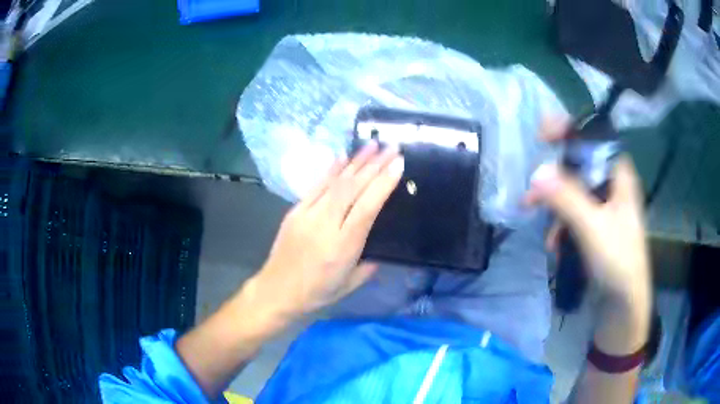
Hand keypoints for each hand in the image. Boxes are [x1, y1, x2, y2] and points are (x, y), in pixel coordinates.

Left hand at [246, 142, 403, 319]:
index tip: (398, 164)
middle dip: (374, 165)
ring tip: (372, 145)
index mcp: (342, 247)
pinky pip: (316, 186)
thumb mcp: (350, 285)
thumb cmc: (316, 293)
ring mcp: (307, 214)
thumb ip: (370, 265)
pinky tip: (343, 158)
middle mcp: (325, 225)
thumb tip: (382, 246)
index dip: (383, 184)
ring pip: (335, 182)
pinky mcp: (295, 211)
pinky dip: (331, 170)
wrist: (276, 291)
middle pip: (352, 188)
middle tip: (391, 147)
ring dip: (355, 161)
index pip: (367, 208)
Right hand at [525, 121, 650, 305]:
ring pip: (574, 192)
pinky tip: (554, 243)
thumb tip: (537, 172)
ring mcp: (604, 209)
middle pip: (580, 166)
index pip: (595, 138)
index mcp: (619, 177)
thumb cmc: (618, 261)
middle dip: (555, 176)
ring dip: (554, 205)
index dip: (570, 131)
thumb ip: (567, 198)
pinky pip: (574, 215)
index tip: (543, 135)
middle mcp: (612, 187)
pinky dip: (561, 225)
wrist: (623, 305)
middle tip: (531, 188)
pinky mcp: (596, 228)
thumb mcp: (593, 227)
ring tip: (537, 221)